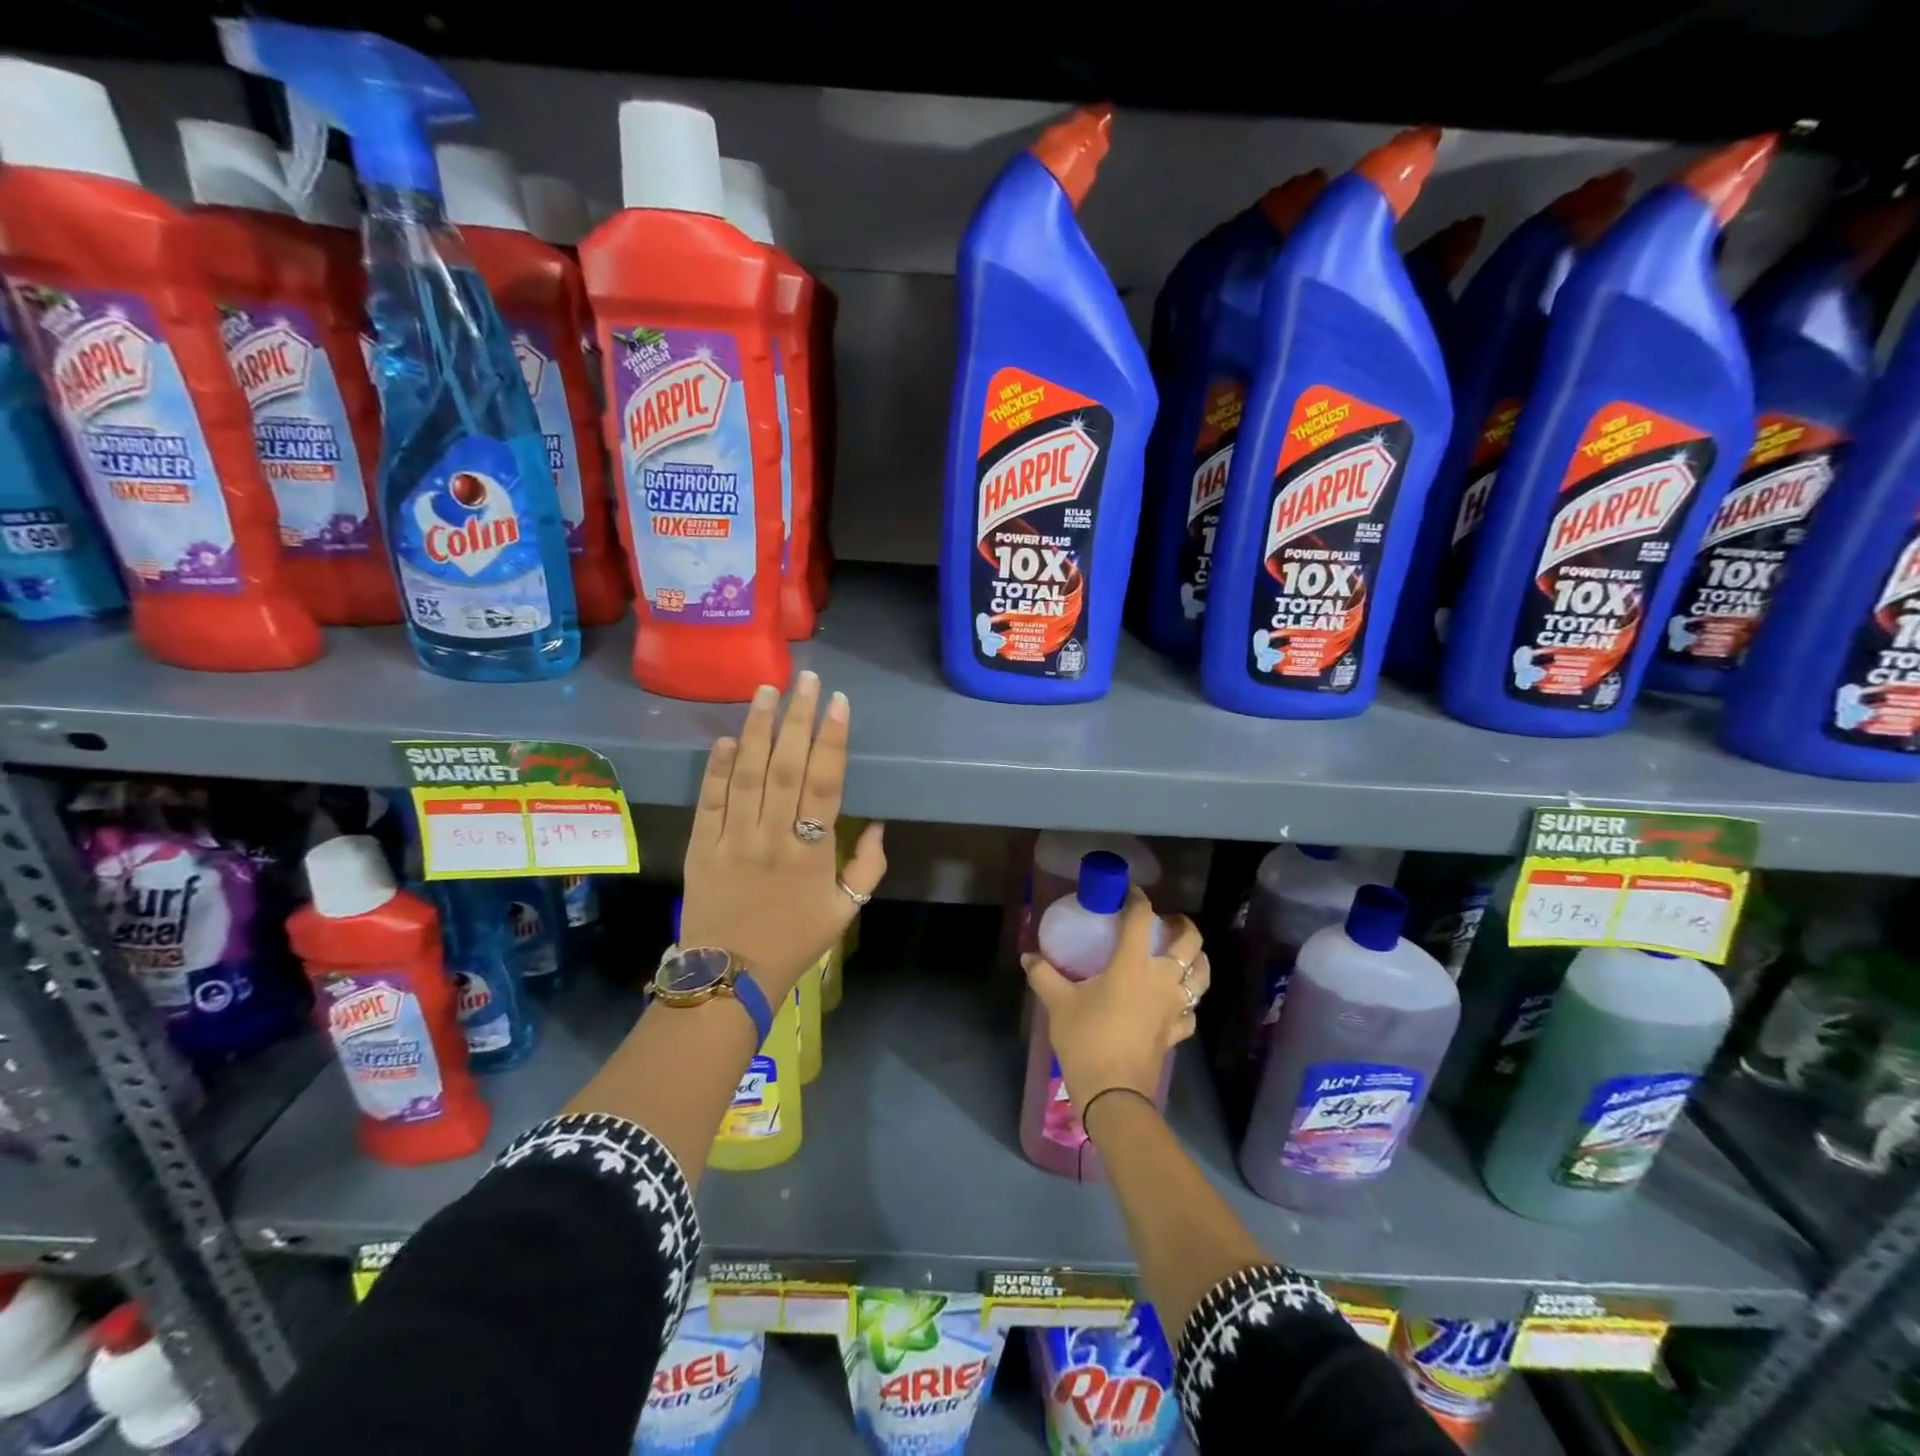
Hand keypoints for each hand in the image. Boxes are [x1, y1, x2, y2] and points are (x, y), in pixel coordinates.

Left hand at [681, 672, 886, 1002]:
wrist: (729, 978)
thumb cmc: (794, 943)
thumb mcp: (846, 912)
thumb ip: (868, 868)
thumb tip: (879, 824)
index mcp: (812, 851)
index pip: (825, 783)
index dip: (832, 740)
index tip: (838, 703)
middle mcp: (773, 836)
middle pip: (786, 767)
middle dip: (797, 718)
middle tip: (805, 679)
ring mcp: (733, 839)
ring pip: (746, 774)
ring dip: (756, 729)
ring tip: (766, 691)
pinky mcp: (701, 847)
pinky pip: (709, 801)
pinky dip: (716, 768)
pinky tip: (725, 738)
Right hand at [1022, 890, 1208, 1115]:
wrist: (1113, 1092)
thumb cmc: (1086, 1039)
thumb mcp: (1058, 1003)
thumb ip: (1044, 975)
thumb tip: (1028, 957)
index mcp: (1133, 964)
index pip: (1140, 919)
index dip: (1137, 899)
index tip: (1130, 891)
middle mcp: (1162, 979)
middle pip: (1189, 943)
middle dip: (1183, 926)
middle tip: (1167, 922)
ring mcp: (1174, 1007)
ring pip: (1201, 975)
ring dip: (1198, 960)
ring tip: (1185, 955)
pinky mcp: (1177, 1032)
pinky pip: (1191, 1010)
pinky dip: (1188, 1001)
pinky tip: (1177, 1002)